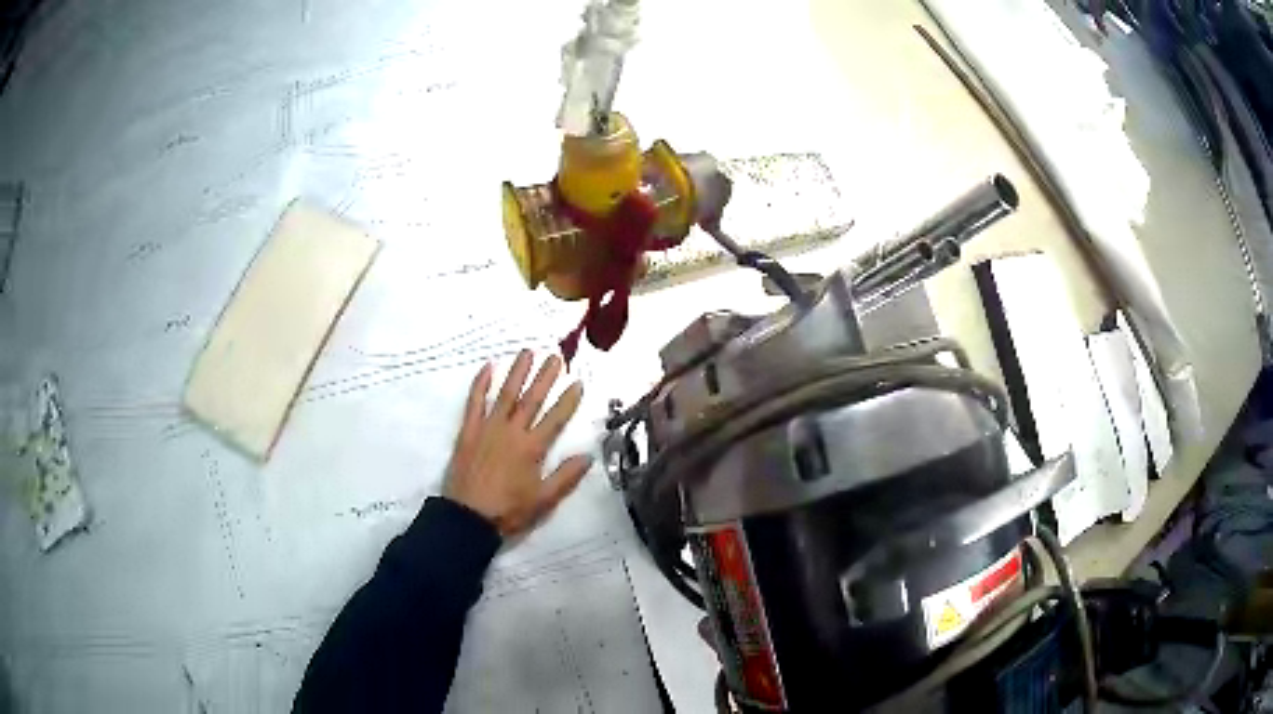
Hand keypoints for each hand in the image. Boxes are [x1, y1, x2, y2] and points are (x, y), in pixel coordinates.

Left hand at [443, 350, 592, 537]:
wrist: (467, 517)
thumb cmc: (508, 511)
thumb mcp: (544, 500)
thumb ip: (566, 477)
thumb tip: (588, 456)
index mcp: (532, 448)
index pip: (555, 419)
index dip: (568, 400)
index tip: (578, 382)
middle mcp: (512, 432)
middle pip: (532, 399)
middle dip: (545, 377)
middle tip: (556, 356)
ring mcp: (488, 428)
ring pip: (506, 394)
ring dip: (517, 372)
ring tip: (527, 352)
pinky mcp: (468, 431)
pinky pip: (475, 402)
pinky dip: (480, 384)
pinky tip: (488, 368)